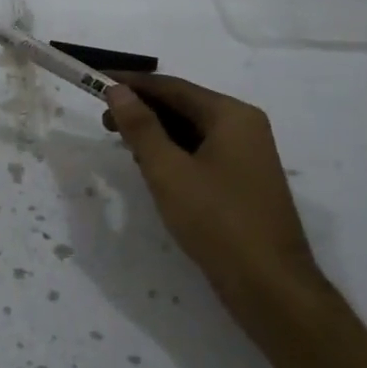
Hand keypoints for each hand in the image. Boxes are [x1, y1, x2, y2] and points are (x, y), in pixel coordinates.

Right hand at [103, 73, 320, 304]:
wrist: (270, 286)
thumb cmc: (217, 221)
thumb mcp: (168, 171)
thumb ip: (140, 127)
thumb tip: (117, 90)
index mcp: (231, 115)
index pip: (172, 86)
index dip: (132, 84)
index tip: (96, 81)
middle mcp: (244, 127)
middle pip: (183, 105)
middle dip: (142, 110)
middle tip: (103, 122)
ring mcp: (247, 155)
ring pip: (191, 131)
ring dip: (156, 133)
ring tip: (122, 145)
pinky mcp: (243, 181)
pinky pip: (202, 153)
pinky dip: (174, 153)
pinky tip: (152, 169)